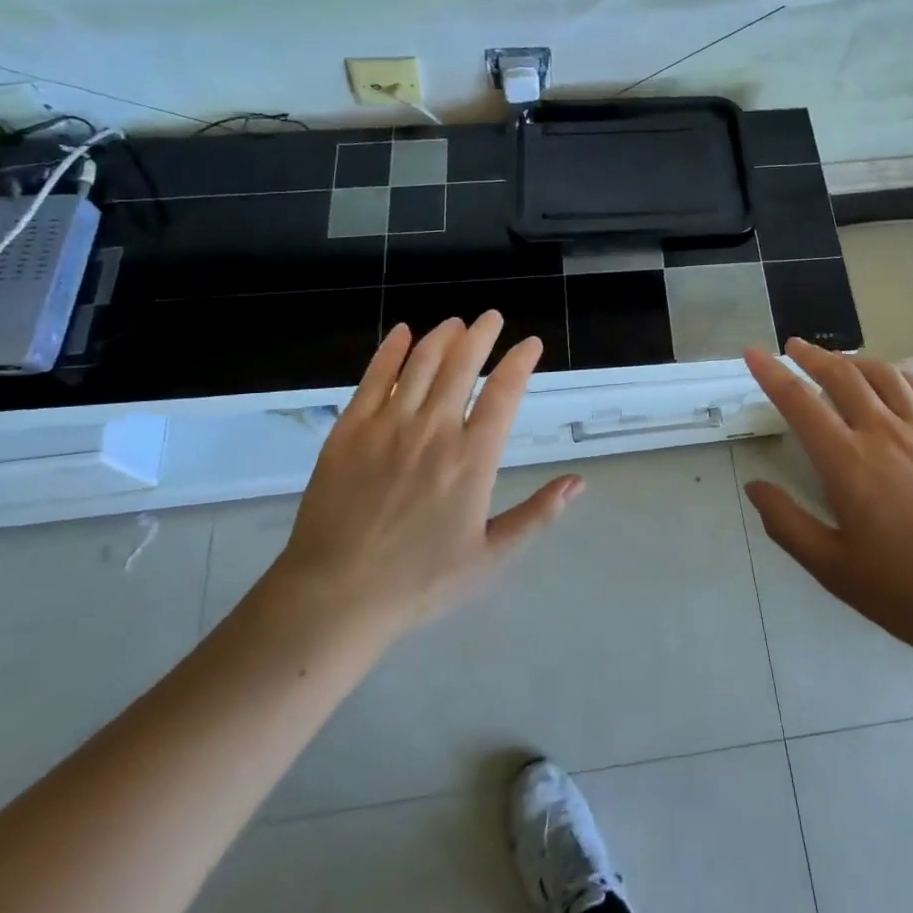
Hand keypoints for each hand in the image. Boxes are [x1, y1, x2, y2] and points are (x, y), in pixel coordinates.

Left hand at [268, 314, 581, 641]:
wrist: (336, 595)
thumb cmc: (419, 582)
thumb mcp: (490, 558)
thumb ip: (536, 515)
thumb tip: (577, 482)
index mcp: (472, 459)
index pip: (504, 393)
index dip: (520, 361)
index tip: (531, 344)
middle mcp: (434, 430)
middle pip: (462, 364)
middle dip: (481, 335)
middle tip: (491, 318)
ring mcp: (388, 425)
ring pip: (420, 363)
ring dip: (442, 337)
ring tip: (456, 323)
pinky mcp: (350, 430)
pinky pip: (374, 377)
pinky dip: (390, 350)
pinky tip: (402, 333)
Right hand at [741, 339, 912, 668]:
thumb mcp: (836, 570)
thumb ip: (788, 524)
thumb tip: (755, 486)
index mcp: (848, 463)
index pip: (799, 402)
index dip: (772, 373)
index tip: (754, 352)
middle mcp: (885, 433)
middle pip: (842, 376)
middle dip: (812, 356)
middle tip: (794, 347)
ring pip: (885, 375)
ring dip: (855, 360)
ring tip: (840, 361)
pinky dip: (903, 376)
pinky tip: (897, 381)